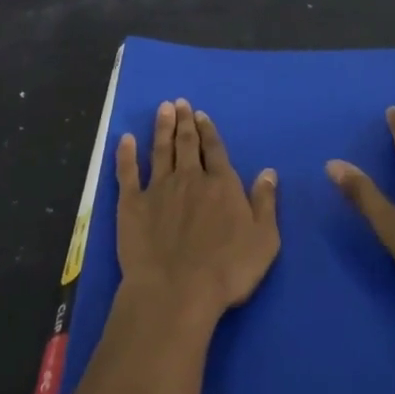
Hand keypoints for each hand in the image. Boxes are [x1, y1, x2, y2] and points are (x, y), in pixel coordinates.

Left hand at [116, 100, 280, 323]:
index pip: (215, 150)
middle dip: (184, 121)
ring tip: (163, 109)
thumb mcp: (263, 240)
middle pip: (187, 143)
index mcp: (222, 184)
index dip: (209, 131)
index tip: (201, 114)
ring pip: (161, 150)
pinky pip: (128, 172)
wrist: (176, 291)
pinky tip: (125, 139)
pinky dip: (126, 154)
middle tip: (179, 102)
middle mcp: (190, 178)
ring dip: (162, 128)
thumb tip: (269, 172)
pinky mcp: (132, 204)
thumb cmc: (227, 271)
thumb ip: (265, 203)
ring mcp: (158, 188)